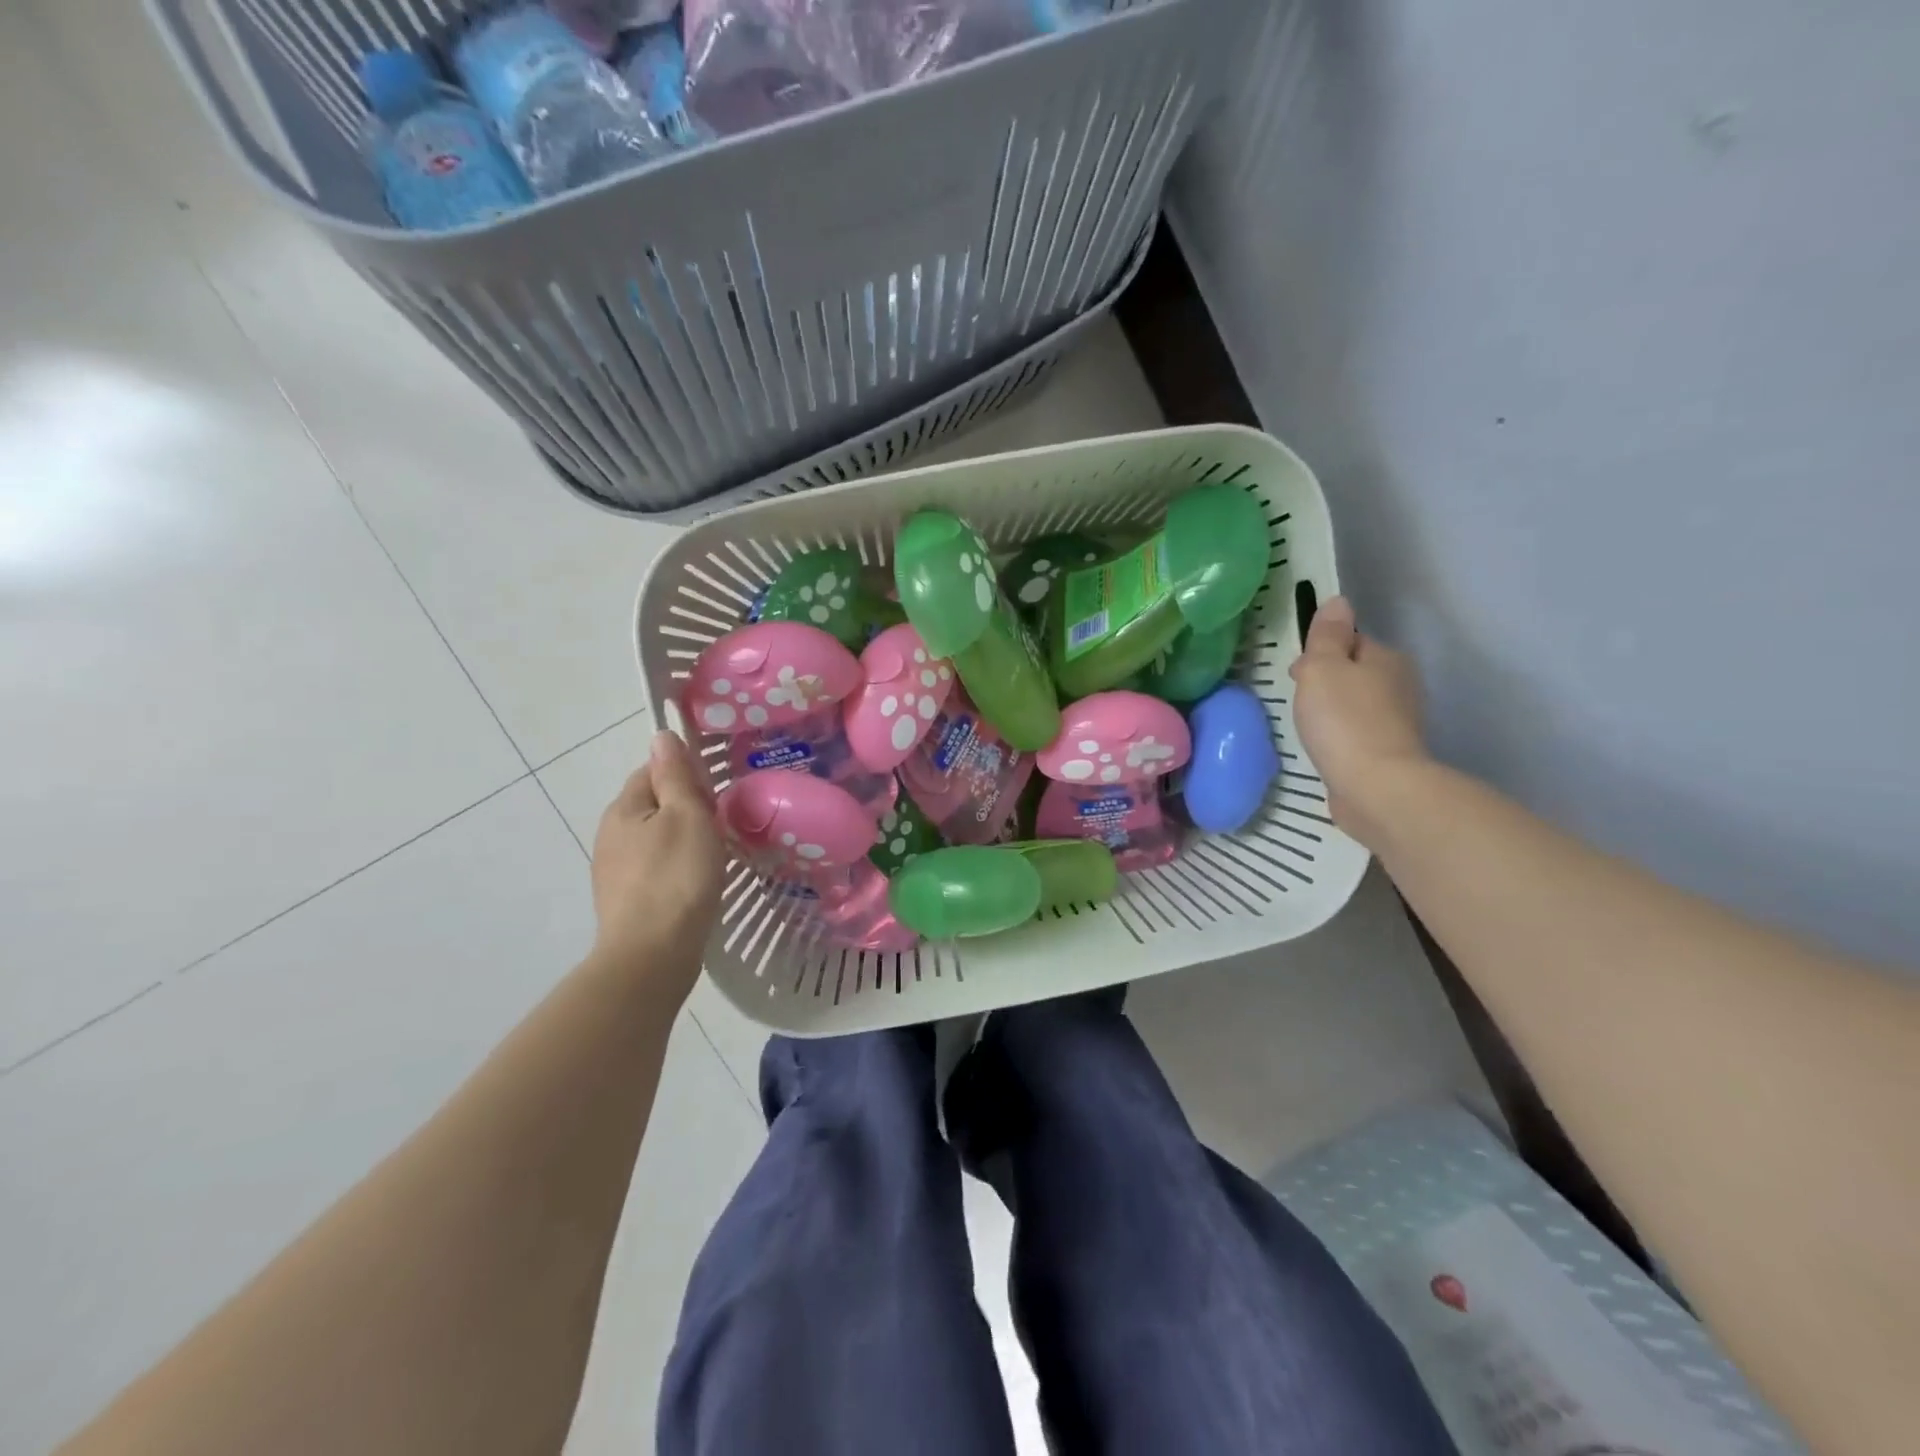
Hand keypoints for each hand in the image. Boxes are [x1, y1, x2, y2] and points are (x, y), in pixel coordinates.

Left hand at [590, 732, 724, 997]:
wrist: (652, 955)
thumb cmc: (676, 877)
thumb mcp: (687, 816)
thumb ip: (675, 775)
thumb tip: (661, 735)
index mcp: (624, 808)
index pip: (652, 771)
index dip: (684, 774)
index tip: (715, 792)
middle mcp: (611, 834)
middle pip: (653, 805)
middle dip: (685, 807)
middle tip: (721, 823)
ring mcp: (614, 870)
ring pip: (655, 838)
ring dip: (682, 839)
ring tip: (715, 853)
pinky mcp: (626, 900)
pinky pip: (655, 867)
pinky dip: (675, 867)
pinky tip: (696, 882)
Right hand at [1288, 596, 1429, 850]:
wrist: (1376, 788)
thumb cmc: (1343, 721)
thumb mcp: (1323, 668)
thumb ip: (1327, 636)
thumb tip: (1337, 602)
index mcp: (1386, 658)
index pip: (1351, 641)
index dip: (1321, 652)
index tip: (1297, 673)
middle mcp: (1400, 685)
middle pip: (1355, 672)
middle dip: (1328, 681)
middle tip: (1298, 701)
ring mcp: (1398, 722)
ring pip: (1357, 704)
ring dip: (1334, 711)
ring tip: (1309, 727)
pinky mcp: (1389, 754)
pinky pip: (1358, 734)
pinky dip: (1342, 737)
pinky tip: (1326, 749)